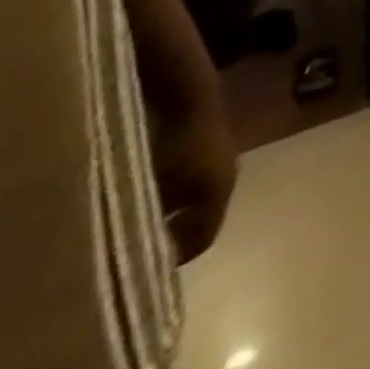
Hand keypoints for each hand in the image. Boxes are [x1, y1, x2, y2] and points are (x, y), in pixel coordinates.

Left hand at [153, 95, 237, 263]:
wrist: (190, 97)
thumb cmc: (175, 145)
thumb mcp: (158, 188)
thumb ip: (155, 221)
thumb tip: (147, 250)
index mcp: (221, 190)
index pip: (204, 238)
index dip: (178, 256)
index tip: (144, 270)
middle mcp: (228, 178)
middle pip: (204, 218)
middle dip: (176, 233)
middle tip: (141, 246)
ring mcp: (223, 162)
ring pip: (199, 201)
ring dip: (176, 214)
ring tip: (141, 221)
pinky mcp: (213, 151)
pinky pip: (195, 185)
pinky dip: (176, 198)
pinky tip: (152, 195)